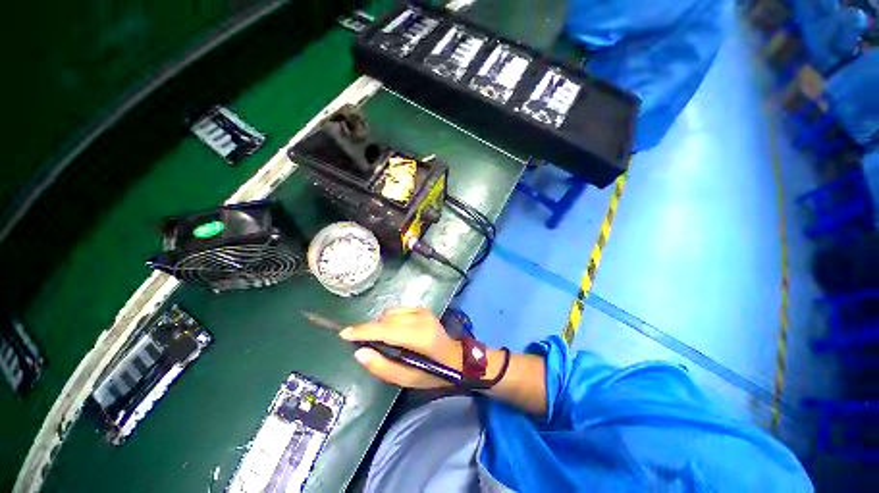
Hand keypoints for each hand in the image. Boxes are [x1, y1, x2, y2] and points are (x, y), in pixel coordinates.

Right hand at [339, 307, 460, 388]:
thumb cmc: (433, 373)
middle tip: (363, 344)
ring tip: (384, 341)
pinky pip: (397, 310)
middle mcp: (420, 318)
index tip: (344, 333)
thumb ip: (383, 367)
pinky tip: (395, 332)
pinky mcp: (422, 308)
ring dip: (381, 325)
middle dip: (370, 329)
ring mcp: (422, 310)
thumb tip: (359, 353)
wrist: (456, 357)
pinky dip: (390, 320)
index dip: (363, 331)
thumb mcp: (408, 379)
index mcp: (419, 336)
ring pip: (390, 313)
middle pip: (385, 319)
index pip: (385, 330)